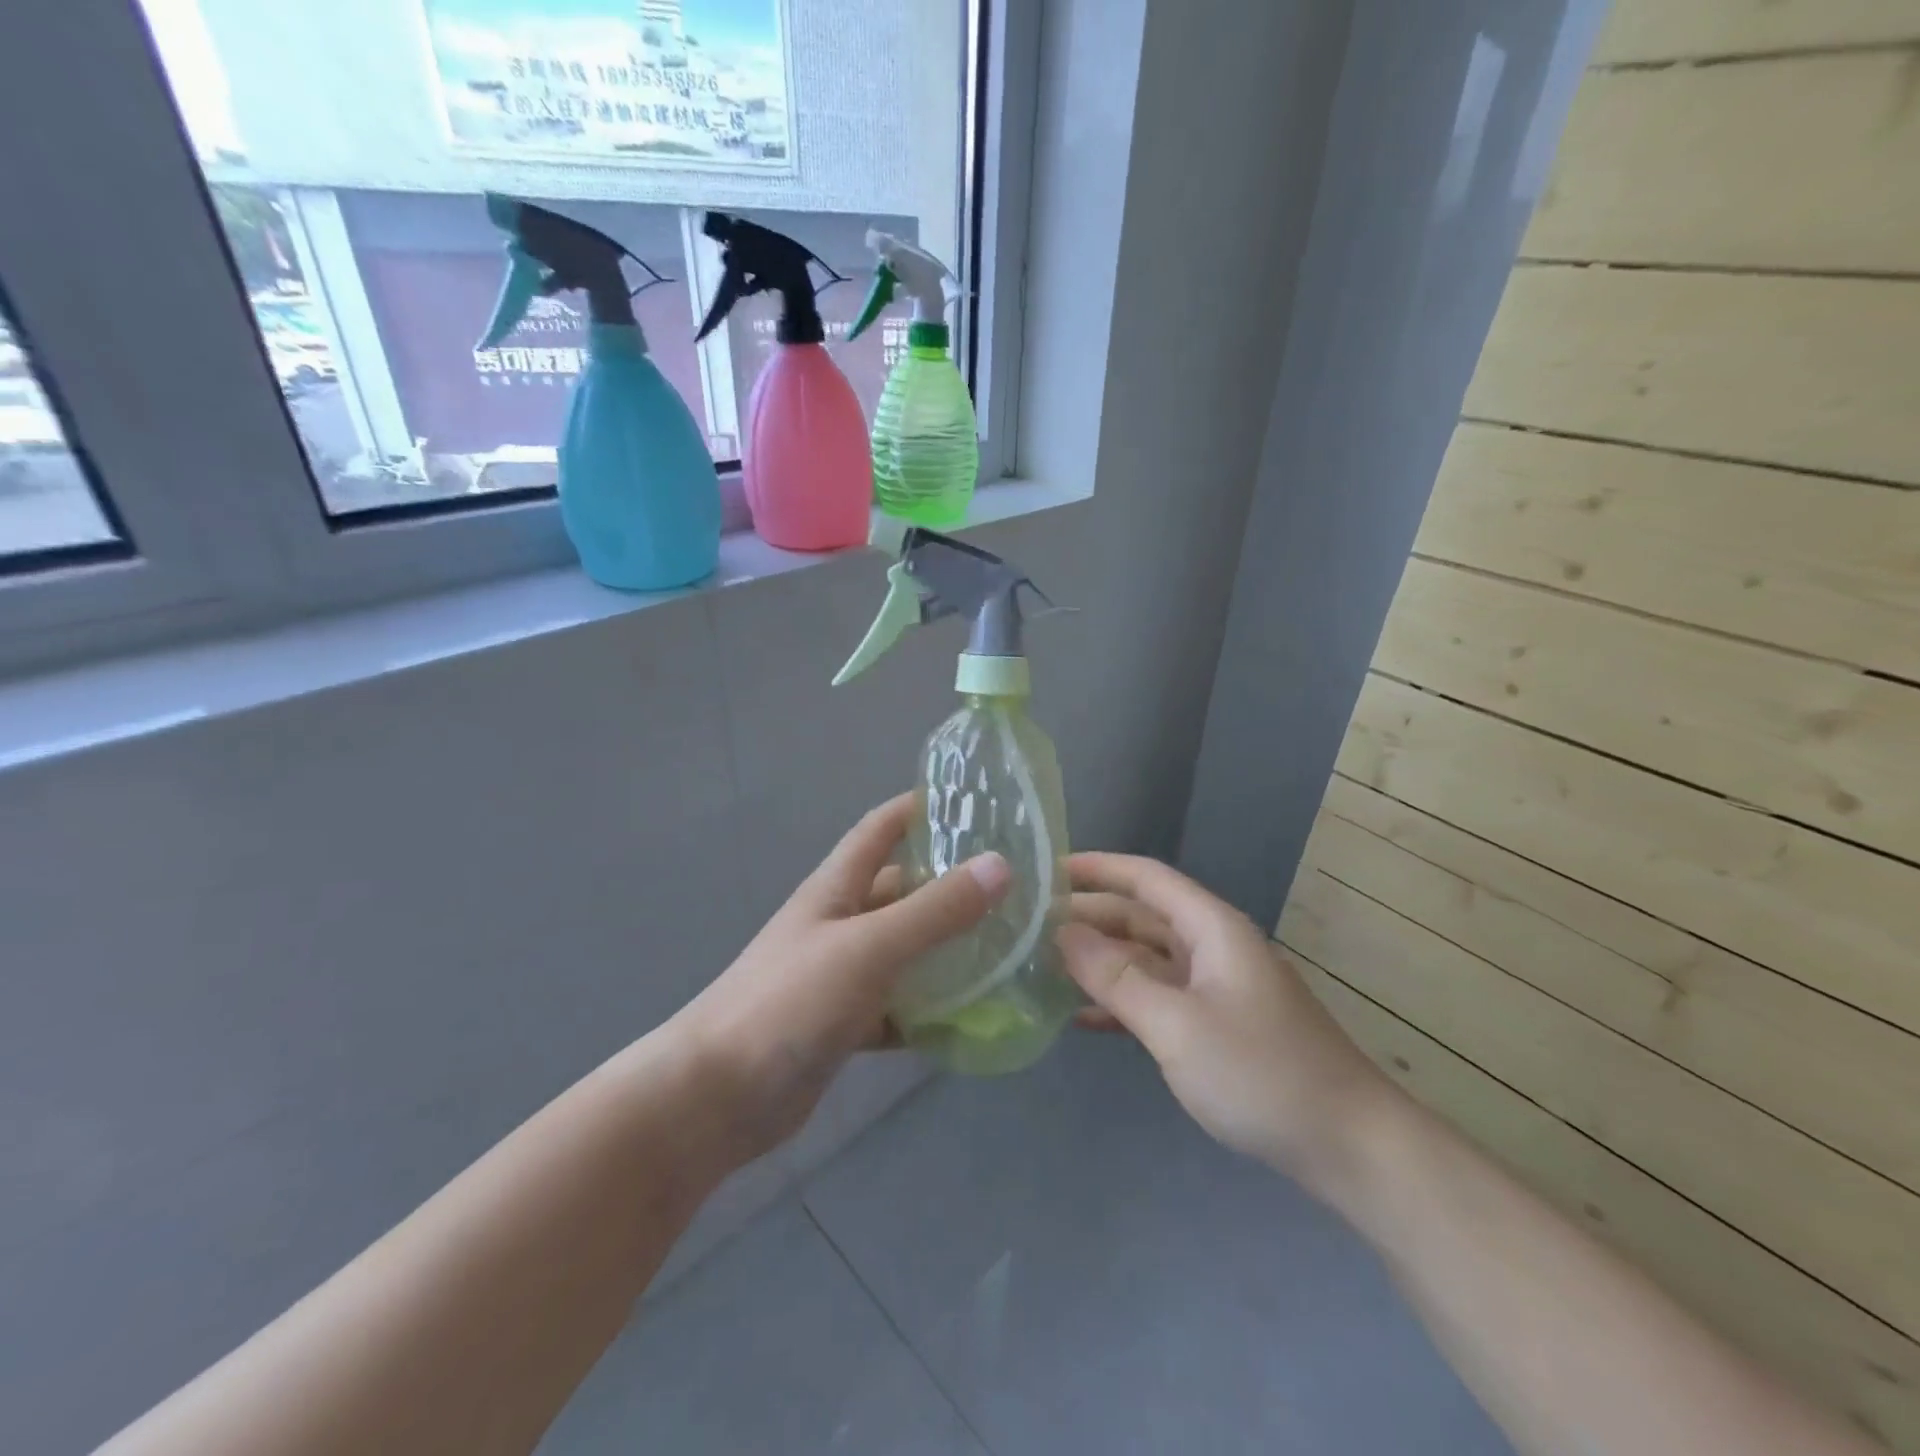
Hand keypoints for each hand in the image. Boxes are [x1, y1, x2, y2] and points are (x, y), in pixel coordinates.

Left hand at [673, 794, 1010, 1163]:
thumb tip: (1000, 865)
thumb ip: (935, 910)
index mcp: (837, 887)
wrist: (717, 1097)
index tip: (976, 803)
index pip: (881, 828)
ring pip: (906, 950)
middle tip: (1015, 885)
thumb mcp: (868, 946)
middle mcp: (841, 923)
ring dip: (949, 949)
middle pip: (903, 890)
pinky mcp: (846, 1024)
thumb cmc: (790, 1001)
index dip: (920, 808)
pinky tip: (975, 1017)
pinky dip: (931, 1009)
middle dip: (951, 883)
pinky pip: (900, 1006)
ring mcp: (842, 975)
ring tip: (1011, 947)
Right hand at [1059, 853, 1393, 1191]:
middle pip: (1142, 916)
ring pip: (1146, 959)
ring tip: (1044, 967)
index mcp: (1211, 928)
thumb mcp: (1177, 1024)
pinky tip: (1082, 1017)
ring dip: (1100, 960)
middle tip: (1031, 925)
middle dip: (1090, 916)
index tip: (1048, 869)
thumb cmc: (1261, 1073)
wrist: (1349, 1147)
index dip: (1098, 867)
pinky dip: (1121, 1001)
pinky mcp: (1216, 1026)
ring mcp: (1215, 988)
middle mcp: (1212, 947)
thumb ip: (1116, 977)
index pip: (1147, 878)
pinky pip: (1157, 998)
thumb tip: (1063, 931)